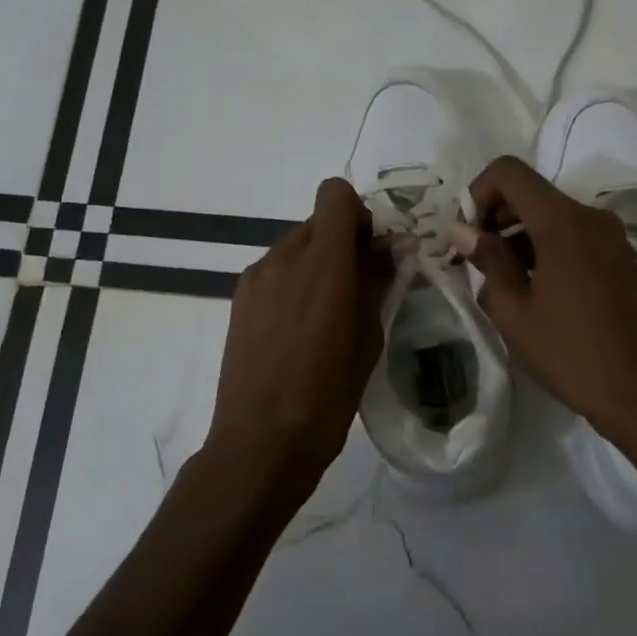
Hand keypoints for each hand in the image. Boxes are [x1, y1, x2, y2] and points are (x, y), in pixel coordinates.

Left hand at [205, 178, 390, 497]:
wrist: (261, 440)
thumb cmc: (327, 394)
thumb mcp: (368, 337)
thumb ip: (379, 280)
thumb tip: (397, 244)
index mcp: (323, 263)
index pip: (335, 195)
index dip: (358, 215)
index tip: (371, 253)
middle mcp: (284, 257)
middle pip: (318, 221)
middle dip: (342, 242)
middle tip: (357, 288)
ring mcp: (256, 276)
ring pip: (296, 246)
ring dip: (317, 263)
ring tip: (325, 315)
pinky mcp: (239, 297)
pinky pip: (275, 270)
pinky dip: (293, 282)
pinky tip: (297, 328)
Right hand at [452, 155, 636, 448]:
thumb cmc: (571, 353)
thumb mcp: (514, 311)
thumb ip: (487, 260)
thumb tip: (461, 230)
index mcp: (562, 221)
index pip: (509, 172)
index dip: (477, 193)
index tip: (467, 236)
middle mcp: (590, 216)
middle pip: (531, 192)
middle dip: (495, 216)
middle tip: (473, 260)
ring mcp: (612, 237)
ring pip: (552, 215)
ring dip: (519, 236)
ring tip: (500, 282)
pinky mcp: (622, 259)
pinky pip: (574, 236)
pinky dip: (545, 249)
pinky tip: (534, 291)